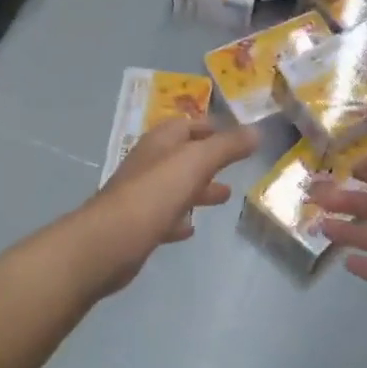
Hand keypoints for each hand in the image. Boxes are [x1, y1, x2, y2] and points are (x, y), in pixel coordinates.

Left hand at [78, 117, 258, 294]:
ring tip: (225, 196)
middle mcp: (148, 165)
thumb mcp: (196, 162)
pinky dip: (180, 218)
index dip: (211, 127)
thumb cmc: (154, 194)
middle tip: (235, 167)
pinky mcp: (138, 226)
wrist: (110, 242)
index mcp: (159, 143)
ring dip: (199, 189)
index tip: (237, 136)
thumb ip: (227, 147)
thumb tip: (256, 131)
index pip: (187, 126)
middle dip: (209, 161)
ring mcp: (141, 196)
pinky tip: (191, 228)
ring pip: (175, 187)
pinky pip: (164, 217)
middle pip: (182, 157)